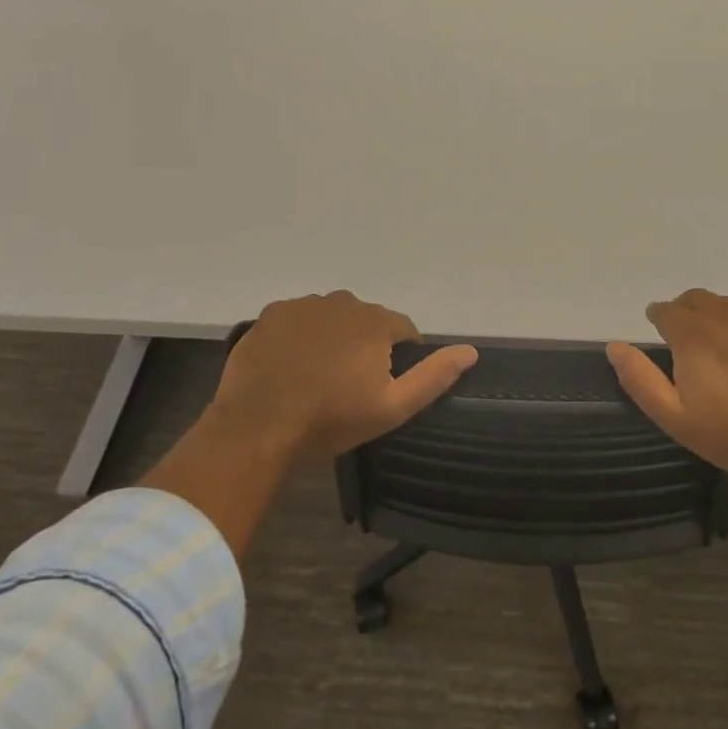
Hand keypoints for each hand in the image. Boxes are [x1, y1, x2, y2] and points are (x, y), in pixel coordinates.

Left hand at [206, 291, 478, 463]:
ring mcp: (303, 305)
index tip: (381, 387)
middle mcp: (342, 301)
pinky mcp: (271, 313)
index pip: (402, 330)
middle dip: (364, 346)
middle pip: (365, 321)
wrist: (257, 427)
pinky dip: (299, 337)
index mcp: (375, 321)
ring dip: (332, 339)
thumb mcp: (391, 408)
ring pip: (331, 318)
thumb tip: (470, 351)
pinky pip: (298, 320)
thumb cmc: (330, 420)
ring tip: (316, 377)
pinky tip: (290, 366)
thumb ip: (433, 376)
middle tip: (347, 386)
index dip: (397, 358)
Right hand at [606, 289, 727, 482]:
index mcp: (694, 334)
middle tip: (686, 334)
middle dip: (686, 310)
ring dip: (719, 317)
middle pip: (699, 299)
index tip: (657, 328)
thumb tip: (615, 347)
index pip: (667, 310)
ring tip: (722, 346)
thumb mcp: (676, 418)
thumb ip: (641, 380)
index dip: (658, 317)